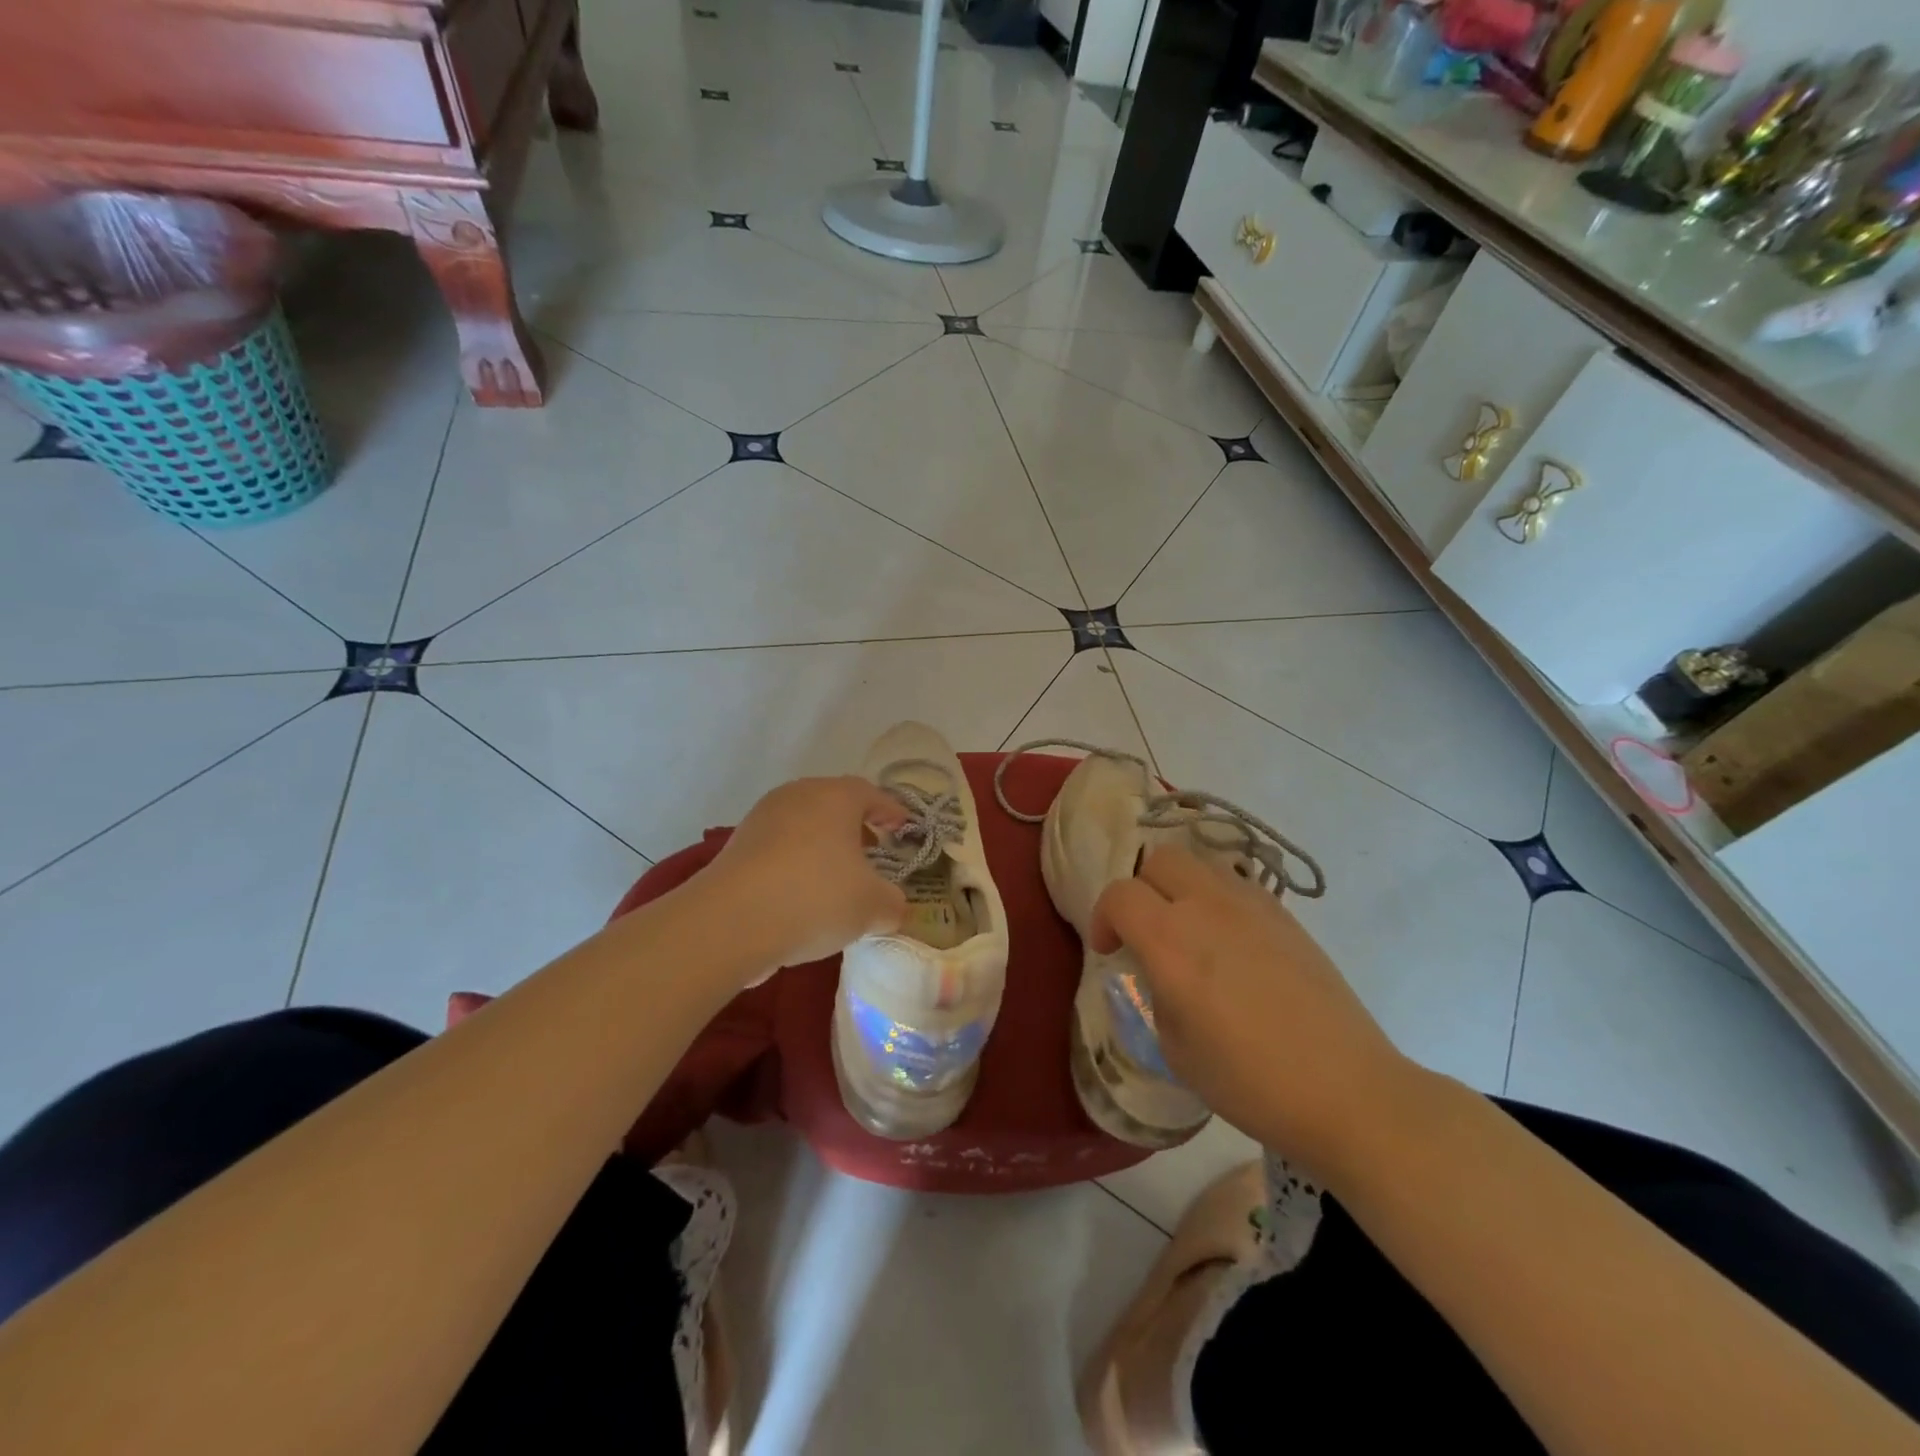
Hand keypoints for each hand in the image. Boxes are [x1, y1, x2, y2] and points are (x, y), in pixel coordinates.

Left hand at [701, 776, 909, 973]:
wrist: (730, 921)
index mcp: (835, 796)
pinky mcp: (736, 847)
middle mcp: (798, 796)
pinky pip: (778, 849)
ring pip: (803, 826)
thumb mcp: (871, 906)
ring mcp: (762, 818)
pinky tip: (801, 896)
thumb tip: (893, 907)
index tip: (903, 829)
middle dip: (856, 828)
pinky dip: (795, 864)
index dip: (891, 812)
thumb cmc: (815, 897)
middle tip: (872, 854)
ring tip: (836, 880)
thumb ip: (892, 904)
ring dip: (822, 847)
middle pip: (834, 805)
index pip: (871, 794)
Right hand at [1091, 845, 1413, 1178]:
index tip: (1111, 952)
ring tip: (1190, 934)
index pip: (1119, 894)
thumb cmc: (1251, 1081)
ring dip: (1180, 889)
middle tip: (1146, 932)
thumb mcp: (1176, 1049)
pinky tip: (1231, 946)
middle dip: (1141, 889)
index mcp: (1171, 940)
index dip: (1103, 918)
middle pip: (1160, 860)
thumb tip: (1160, 973)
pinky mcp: (1286, 916)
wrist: (1348, 1090)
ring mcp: (1253, 905)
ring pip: (1200, 865)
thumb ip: (1156, 994)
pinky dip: (1217, 901)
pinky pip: (1236, 886)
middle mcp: (1208, 906)